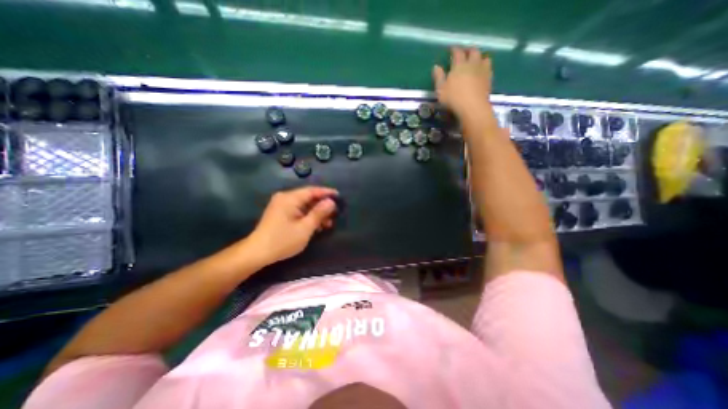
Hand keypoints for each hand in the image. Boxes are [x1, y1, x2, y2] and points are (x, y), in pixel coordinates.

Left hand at [245, 187, 335, 265]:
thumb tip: (331, 202)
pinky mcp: (280, 213)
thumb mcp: (305, 228)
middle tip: (335, 213)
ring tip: (328, 223)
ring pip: (304, 205)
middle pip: (309, 197)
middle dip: (323, 205)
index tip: (339, 196)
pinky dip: (308, 216)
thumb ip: (319, 213)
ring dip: (316, 213)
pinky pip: (298, 211)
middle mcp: (285, 198)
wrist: (256, 253)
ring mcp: (281, 205)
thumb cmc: (282, 240)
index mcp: (290, 198)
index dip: (327, 193)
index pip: (312, 191)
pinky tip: (317, 225)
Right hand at [431, 48, 494, 117]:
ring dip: (479, 57)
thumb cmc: (453, 98)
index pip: (458, 52)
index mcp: (459, 65)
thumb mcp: (440, 90)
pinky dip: (485, 67)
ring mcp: (483, 71)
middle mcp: (472, 64)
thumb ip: (438, 77)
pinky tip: (482, 71)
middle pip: (473, 51)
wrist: (473, 107)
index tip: (451, 49)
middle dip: (468, 50)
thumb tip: (436, 67)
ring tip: (476, 61)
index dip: (454, 50)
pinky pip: (489, 68)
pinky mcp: (489, 79)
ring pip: (484, 58)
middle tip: (464, 53)